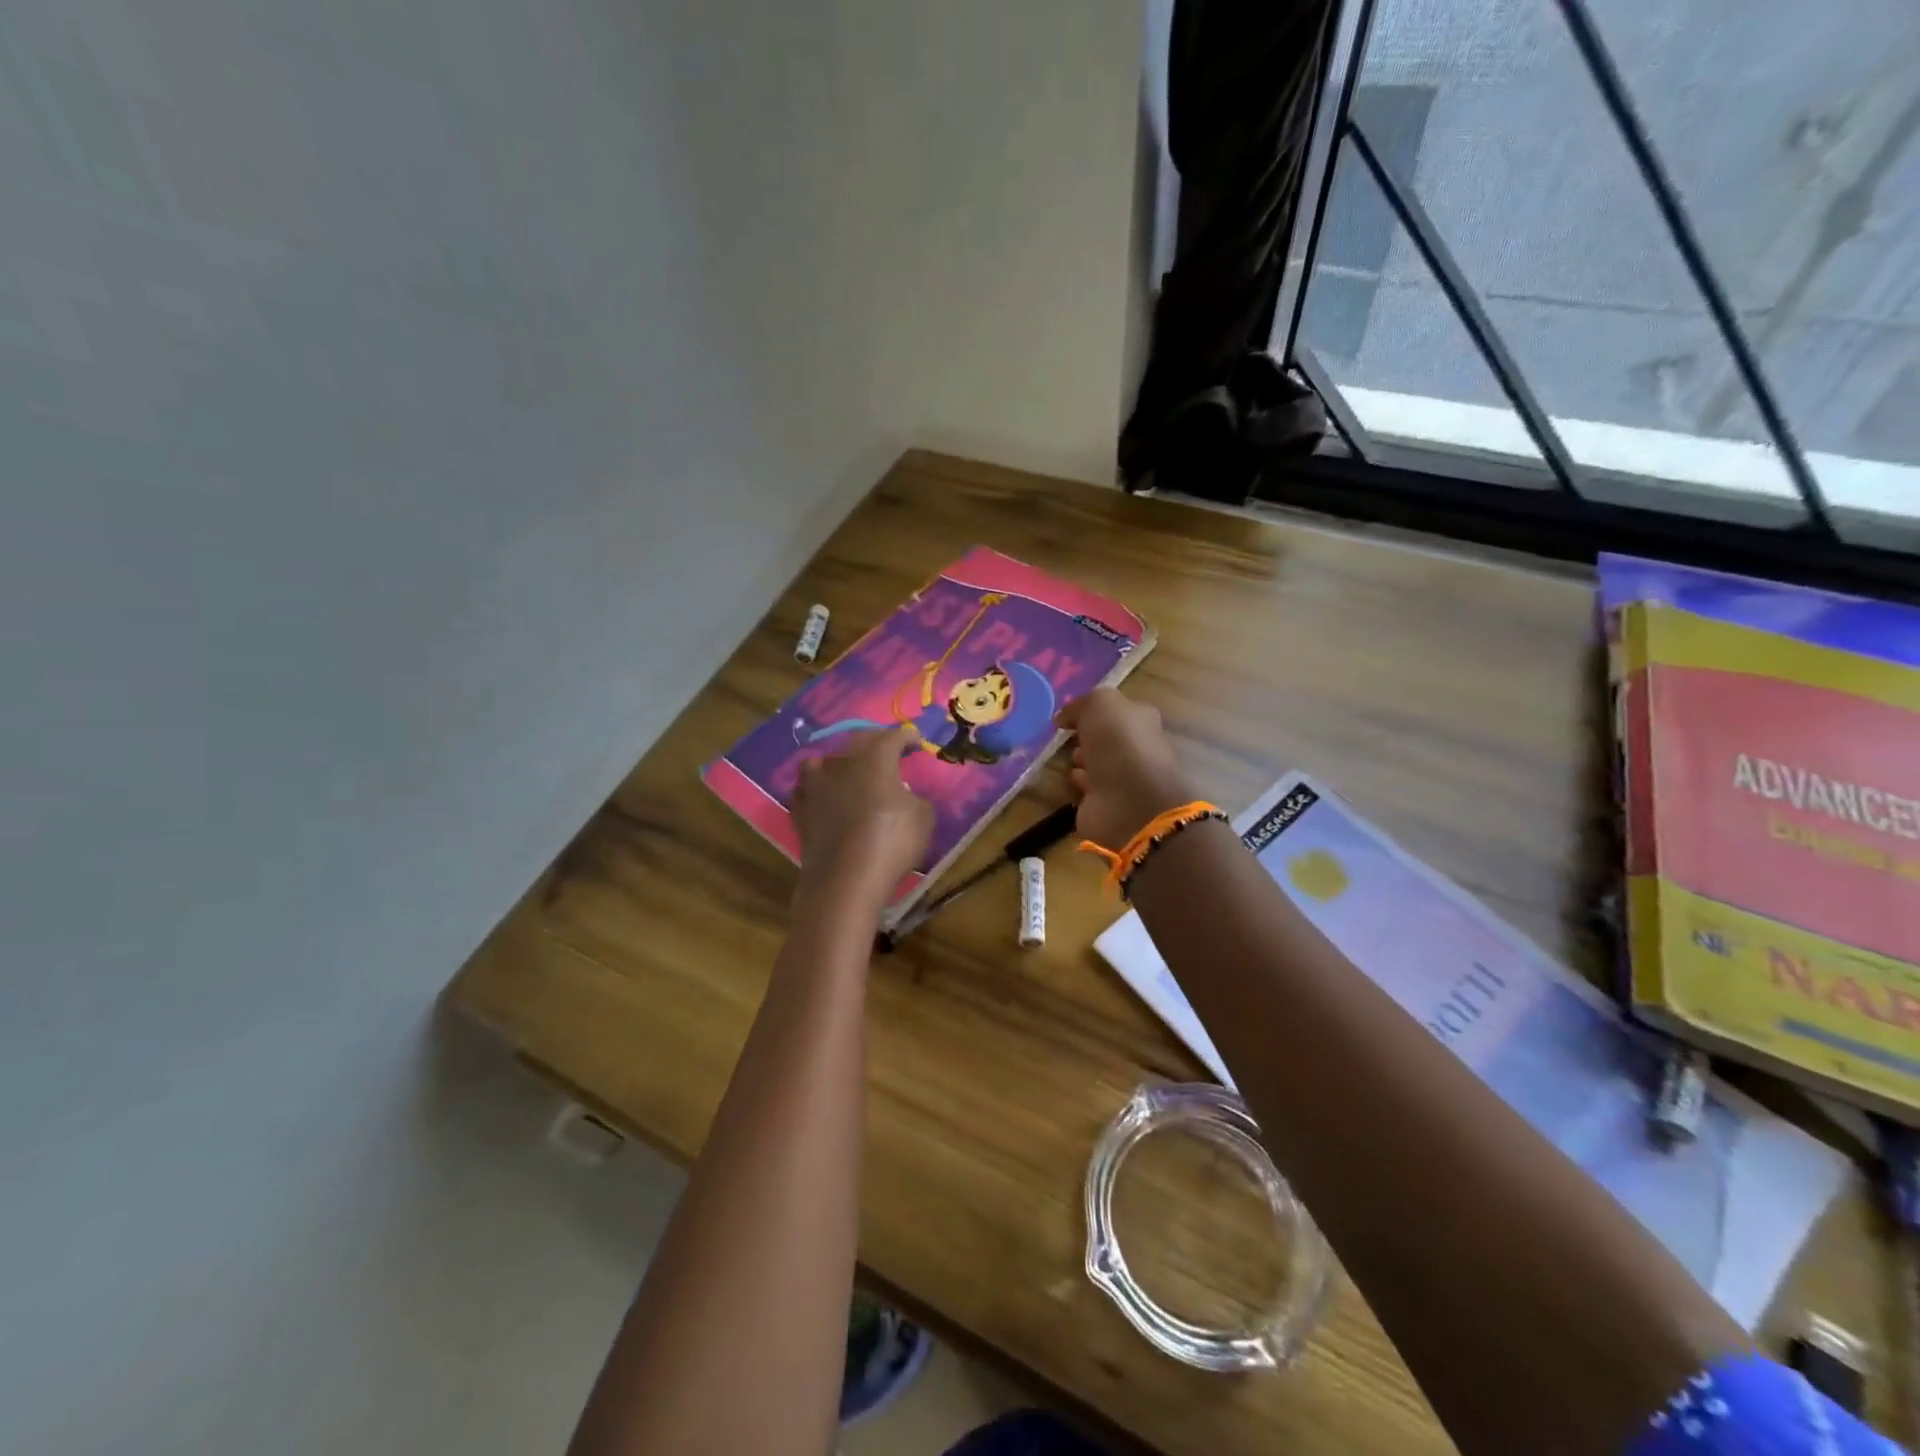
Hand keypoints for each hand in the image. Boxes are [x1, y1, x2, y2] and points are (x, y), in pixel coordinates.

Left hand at [792, 727, 933, 910]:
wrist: (845, 880)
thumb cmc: (891, 842)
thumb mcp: (923, 818)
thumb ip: (915, 798)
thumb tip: (906, 796)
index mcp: (874, 757)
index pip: (893, 737)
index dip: (907, 738)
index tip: (917, 743)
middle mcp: (840, 763)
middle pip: (857, 743)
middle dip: (875, 746)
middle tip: (888, 757)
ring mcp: (814, 786)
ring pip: (824, 763)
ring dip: (838, 766)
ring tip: (849, 776)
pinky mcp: (798, 811)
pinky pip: (808, 791)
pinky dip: (818, 793)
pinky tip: (825, 801)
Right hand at [1055, 689, 1195, 848]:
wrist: (1129, 801)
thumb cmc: (1119, 743)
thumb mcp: (1100, 704)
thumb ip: (1081, 704)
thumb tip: (1063, 717)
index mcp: (1142, 721)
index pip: (1117, 711)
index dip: (1093, 711)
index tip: (1069, 716)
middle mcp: (1136, 748)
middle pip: (1108, 738)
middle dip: (1089, 737)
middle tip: (1070, 737)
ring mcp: (1124, 779)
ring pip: (1099, 764)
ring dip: (1084, 760)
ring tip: (1071, 758)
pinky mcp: (1108, 804)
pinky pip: (1089, 789)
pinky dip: (1080, 783)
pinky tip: (1073, 779)